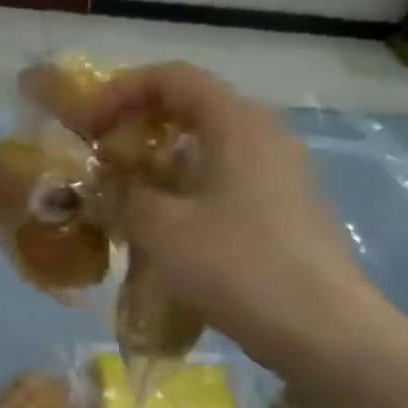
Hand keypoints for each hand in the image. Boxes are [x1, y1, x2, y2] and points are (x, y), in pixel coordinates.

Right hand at [81, 63, 394, 376]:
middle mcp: (263, 136)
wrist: (321, 330)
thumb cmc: (238, 266)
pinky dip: (182, 196)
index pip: (172, 78)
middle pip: (189, 111)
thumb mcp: (163, 229)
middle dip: (134, 133)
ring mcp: (278, 175)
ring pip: (203, 152)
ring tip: (120, 204)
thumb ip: (121, 197)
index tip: (85, 130)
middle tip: (98, 166)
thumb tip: (98, 186)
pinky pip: (220, 185)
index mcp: (237, 123)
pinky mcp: (281, 211)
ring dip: (155, 169)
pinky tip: (160, 234)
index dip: (119, 93)